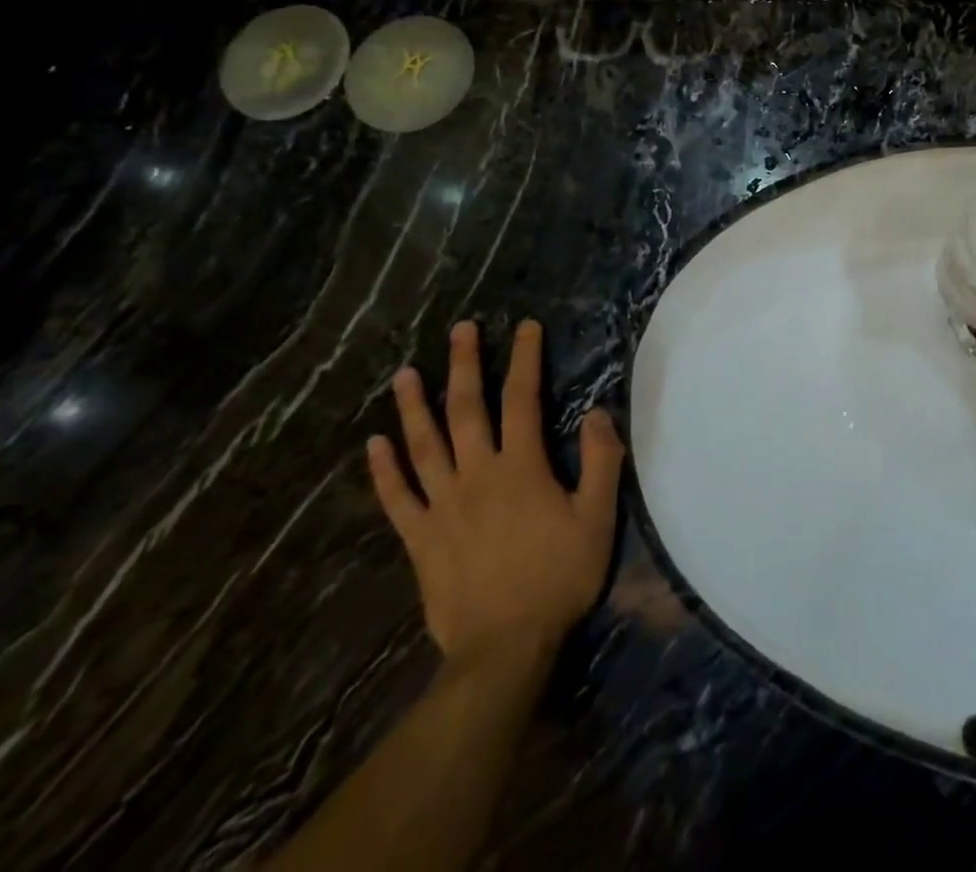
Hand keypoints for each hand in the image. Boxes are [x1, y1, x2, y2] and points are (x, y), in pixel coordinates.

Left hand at [367, 320, 624, 659]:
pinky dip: (384, 469)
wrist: (504, 648)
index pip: (523, 399)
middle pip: (467, 410)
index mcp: (521, 467)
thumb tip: (598, 411)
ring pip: (424, 445)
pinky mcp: (419, 538)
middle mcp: (477, 475)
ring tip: (406, 373)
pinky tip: (374, 444)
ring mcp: (442, 506)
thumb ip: (601, 461)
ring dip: (414, 407)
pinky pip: (396, 497)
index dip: (525, 359)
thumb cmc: (558, 577)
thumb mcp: (598, 518)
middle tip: (460, 330)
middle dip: (465, 365)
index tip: (525, 327)